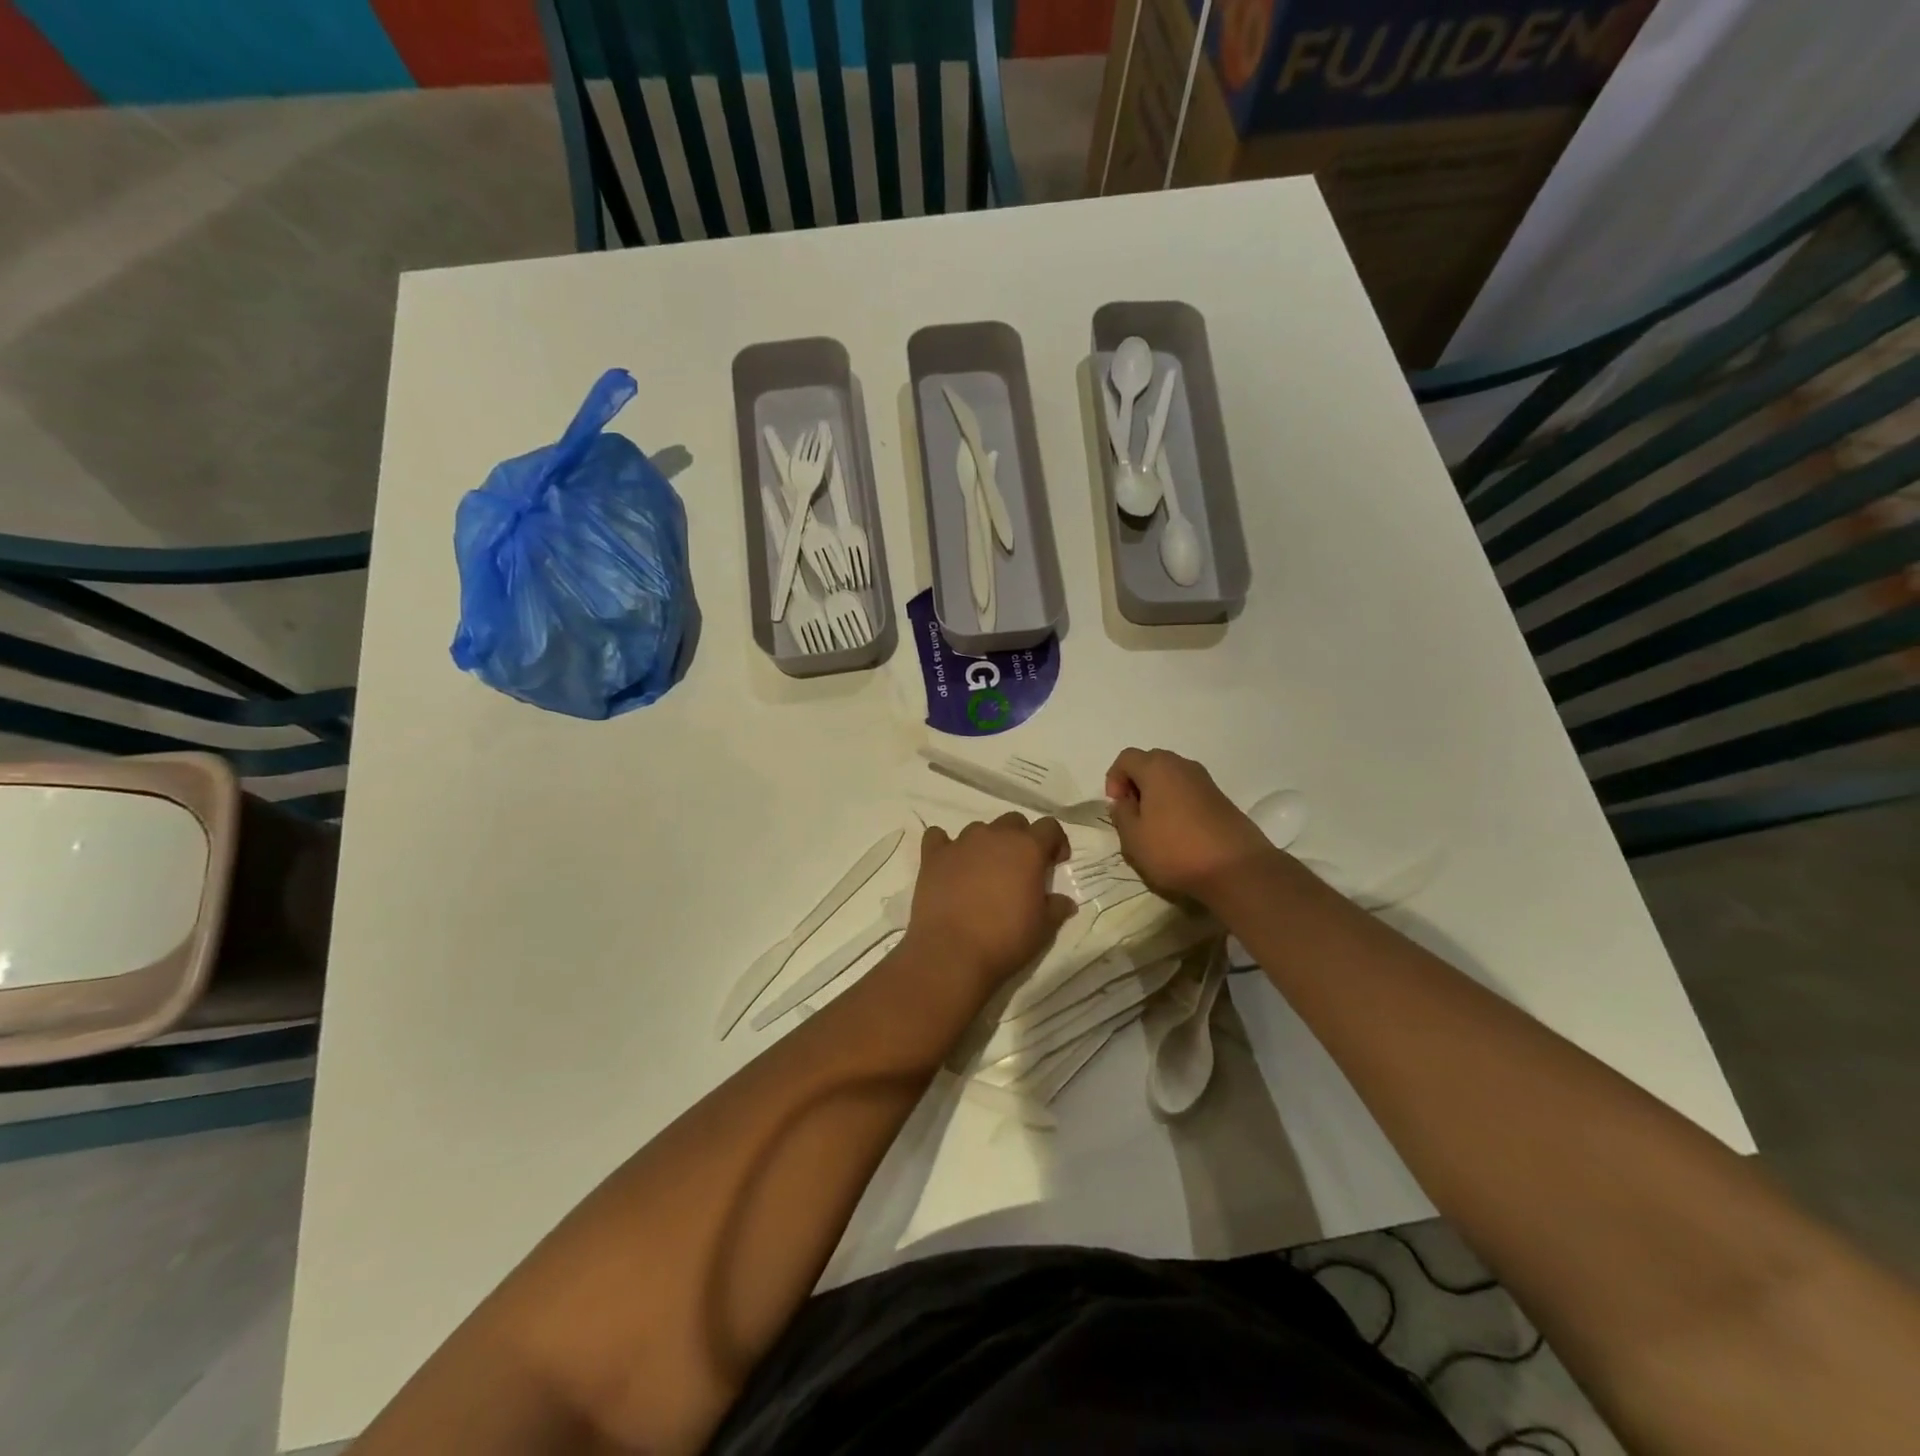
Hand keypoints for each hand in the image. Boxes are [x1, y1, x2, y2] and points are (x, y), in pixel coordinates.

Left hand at [903, 814, 1075, 988]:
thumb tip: (1065, 902)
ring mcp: (961, 843)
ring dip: (986, 844)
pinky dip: (945, 846)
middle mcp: (994, 836)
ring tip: (984, 871)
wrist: (952, 952)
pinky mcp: (933, 856)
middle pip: (1013, 822)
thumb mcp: (1043, 928)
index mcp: (1027, 848)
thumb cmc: (1005, 939)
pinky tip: (948, 864)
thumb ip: (1055, 908)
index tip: (1055, 863)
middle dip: (1020, 839)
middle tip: (1020, 868)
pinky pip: (938, 838)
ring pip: (979, 829)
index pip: (1049, 827)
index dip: (1055, 842)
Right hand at [1105, 748, 1274, 903]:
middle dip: (1136, 785)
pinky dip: (1177, 804)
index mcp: (1157, 768)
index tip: (1118, 806)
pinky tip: (1179, 833)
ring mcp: (1206, 781)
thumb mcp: (1133, 837)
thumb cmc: (1175, 850)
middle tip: (1133, 816)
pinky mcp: (1221, 799)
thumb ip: (1121, 814)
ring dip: (1157, 796)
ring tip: (1155, 828)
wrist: (1237, 869)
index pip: (1126, 758)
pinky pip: (1189, 792)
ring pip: (1171, 778)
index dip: (1114, 779)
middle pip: (1150, 764)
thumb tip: (1124, 801)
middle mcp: (1183, 765)